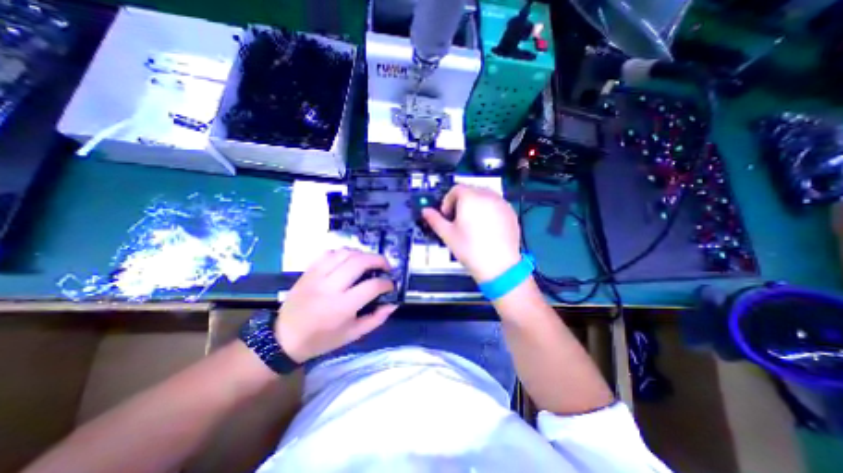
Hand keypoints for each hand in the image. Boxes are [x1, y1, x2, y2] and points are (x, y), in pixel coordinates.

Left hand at [273, 249, 399, 364]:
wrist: (284, 338)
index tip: (391, 285)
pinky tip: (349, 260)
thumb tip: (393, 304)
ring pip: (345, 253)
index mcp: (342, 307)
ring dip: (362, 254)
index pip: (372, 286)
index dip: (387, 283)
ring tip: (369, 262)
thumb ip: (376, 319)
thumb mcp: (352, 335)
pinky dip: (343, 253)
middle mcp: (330, 287)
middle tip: (386, 266)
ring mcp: (317, 276)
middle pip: (360, 262)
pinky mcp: (309, 271)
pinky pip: (329, 253)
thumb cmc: (322, 339)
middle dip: (379, 260)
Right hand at [421, 182, 521, 280]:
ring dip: (475, 204)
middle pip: (470, 190)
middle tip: (458, 219)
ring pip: (484, 196)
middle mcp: (487, 196)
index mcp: (470, 198)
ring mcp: (502, 203)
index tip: (447, 215)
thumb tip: (426, 211)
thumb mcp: (448, 234)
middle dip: (461, 202)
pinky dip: (489, 210)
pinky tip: (486, 227)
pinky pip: (496, 204)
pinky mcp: (511, 213)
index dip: (448, 201)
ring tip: (472, 223)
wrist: (499, 265)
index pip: (456, 189)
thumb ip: (435, 220)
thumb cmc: (470, 249)